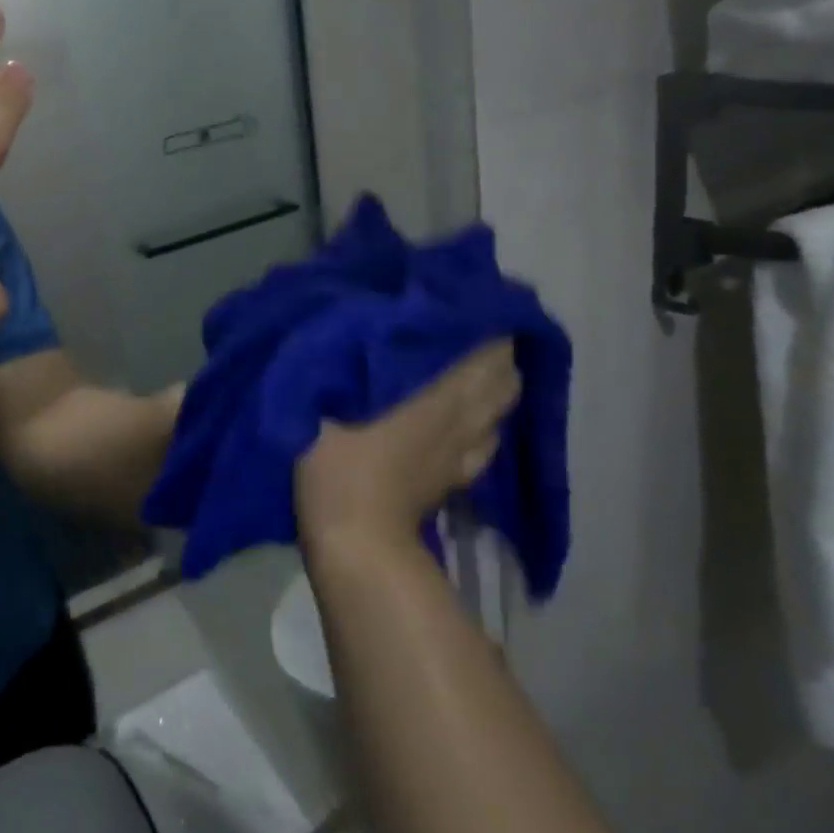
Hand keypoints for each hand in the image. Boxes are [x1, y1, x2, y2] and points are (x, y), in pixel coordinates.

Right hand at [295, 340, 520, 551]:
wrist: (355, 536)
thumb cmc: (336, 457)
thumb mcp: (327, 394)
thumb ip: (347, 354)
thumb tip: (359, 318)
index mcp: (442, 390)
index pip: (490, 346)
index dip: (484, 318)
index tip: (459, 296)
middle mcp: (467, 415)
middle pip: (505, 372)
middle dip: (493, 345)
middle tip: (460, 323)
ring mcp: (468, 449)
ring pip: (502, 404)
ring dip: (493, 380)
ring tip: (466, 360)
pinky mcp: (459, 475)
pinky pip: (488, 437)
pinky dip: (484, 417)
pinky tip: (462, 410)